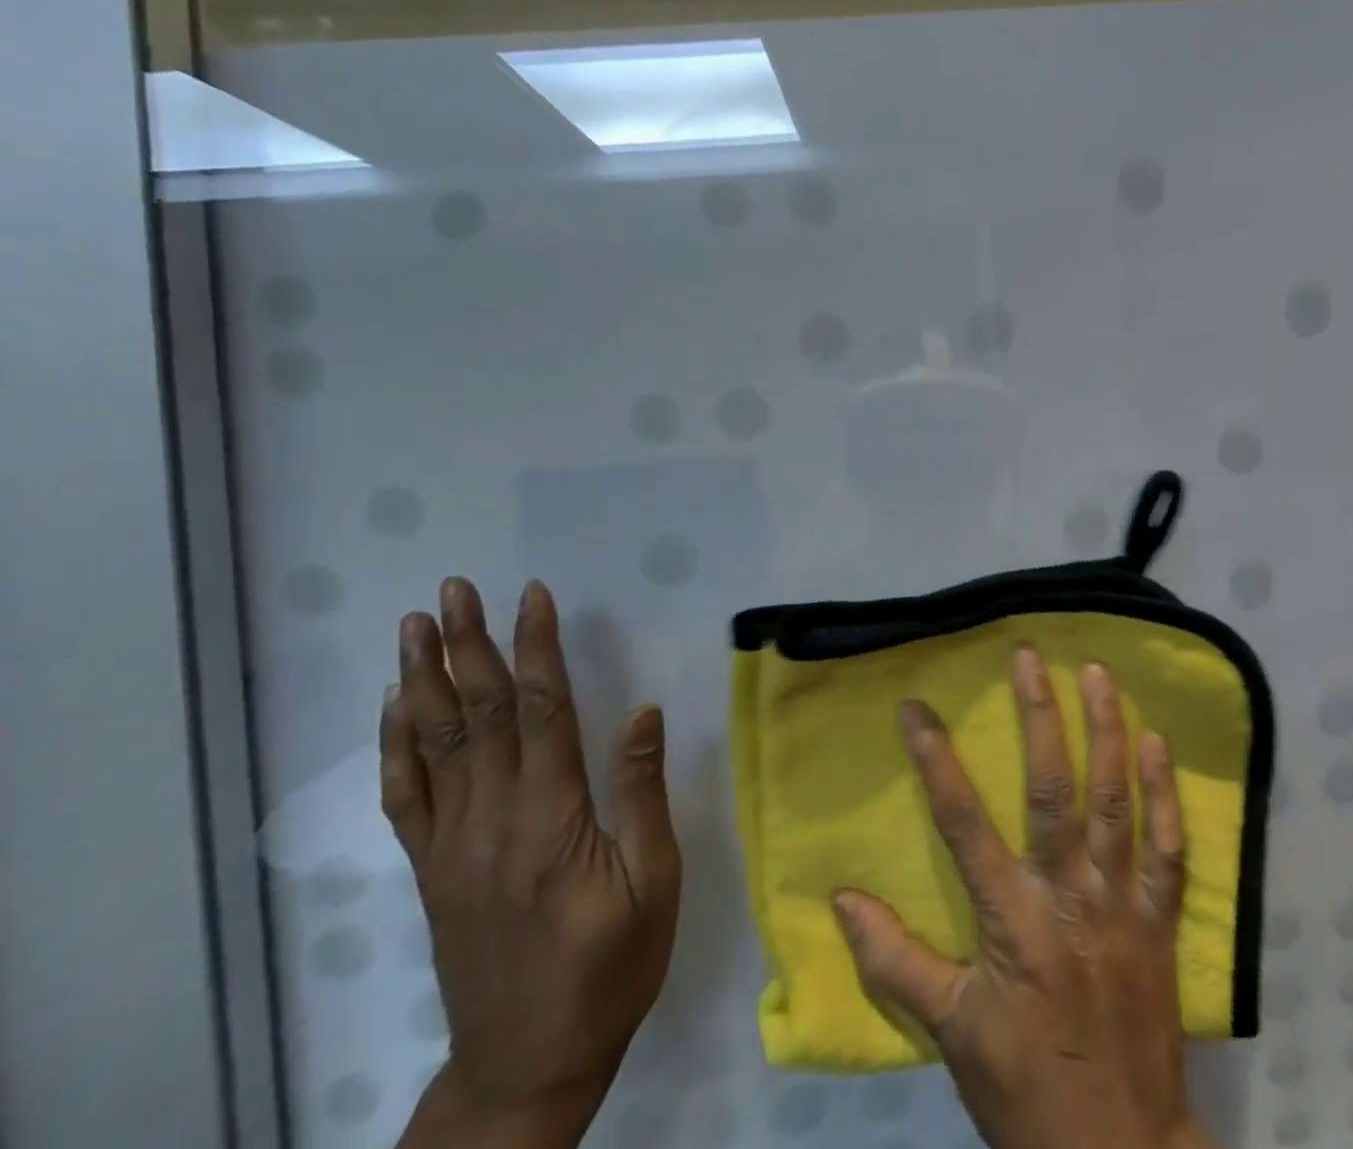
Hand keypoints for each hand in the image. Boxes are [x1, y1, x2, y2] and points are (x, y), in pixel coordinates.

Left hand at [381, 578, 681, 1147]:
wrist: (526, 1065)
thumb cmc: (610, 968)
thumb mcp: (654, 883)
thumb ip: (642, 794)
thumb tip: (642, 712)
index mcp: (551, 818)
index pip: (542, 710)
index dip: (538, 648)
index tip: (532, 597)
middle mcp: (491, 819)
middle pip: (480, 714)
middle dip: (468, 644)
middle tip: (455, 590)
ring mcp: (452, 845)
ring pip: (434, 744)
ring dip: (425, 679)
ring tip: (416, 626)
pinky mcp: (432, 868)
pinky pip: (406, 796)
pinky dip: (396, 745)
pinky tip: (395, 708)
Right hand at [832, 650, 1214, 1148]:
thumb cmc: (1025, 1087)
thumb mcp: (950, 1031)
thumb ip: (894, 961)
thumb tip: (841, 899)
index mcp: (1010, 919)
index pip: (961, 821)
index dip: (935, 758)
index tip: (915, 706)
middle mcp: (1068, 894)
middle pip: (1051, 789)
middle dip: (1038, 716)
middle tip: (1029, 656)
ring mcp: (1121, 902)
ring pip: (1115, 801)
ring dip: (1106, 731)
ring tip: (1097, 671)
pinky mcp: (1160, 918)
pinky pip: (1169, 845)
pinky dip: (1166, 791)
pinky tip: (1157, 741)